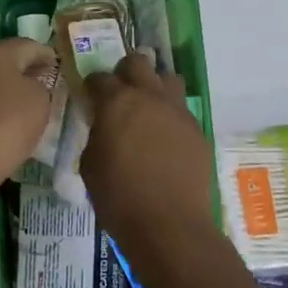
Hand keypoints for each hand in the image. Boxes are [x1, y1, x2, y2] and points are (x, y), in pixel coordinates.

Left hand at [0, 38, 56, 277]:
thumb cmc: (5, 127)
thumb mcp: (39, 102)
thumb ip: (42, 84)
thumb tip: (32, 82)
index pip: (30, 45)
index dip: (48, 56)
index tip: (61, 70)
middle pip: (5, 59)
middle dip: (26, 70)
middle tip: (46, 86)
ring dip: (7, 88)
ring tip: (27, 107)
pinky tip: (2, 122)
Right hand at [82, 52, 269, 287]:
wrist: (169, 225)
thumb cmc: (118, 197)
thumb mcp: (90, 164)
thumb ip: (96, 135)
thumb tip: (103, 127)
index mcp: (117, 102)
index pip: (99, 77)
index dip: (92, 86)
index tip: (90, 97)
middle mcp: (149, 96)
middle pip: (138, 62)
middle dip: (126, 72)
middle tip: (120, 95)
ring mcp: (177, 111)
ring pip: (168, 78)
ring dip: (155, 87)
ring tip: (147, 109)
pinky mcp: (197, 130)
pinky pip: (182, 110)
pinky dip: (171, 116)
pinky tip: (165, 140)